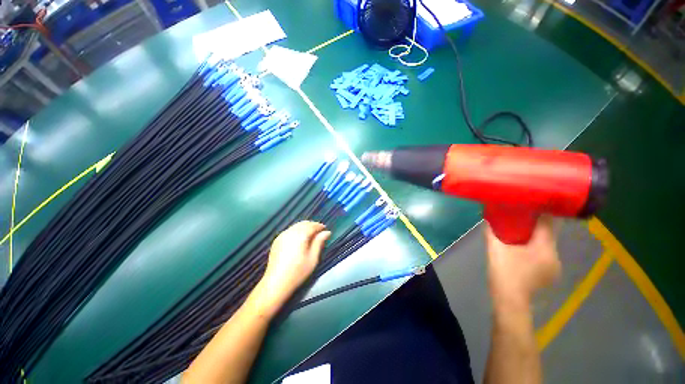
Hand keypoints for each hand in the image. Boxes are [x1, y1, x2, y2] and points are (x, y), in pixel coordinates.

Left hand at [250, 221, 330, 316]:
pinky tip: (300, 238)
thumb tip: (327, 232)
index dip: (319, 226)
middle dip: (312, 225)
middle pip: (303, 223)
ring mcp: (282, 235)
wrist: (276, 282)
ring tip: (310, 234)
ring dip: (304, 227)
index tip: (325, 229)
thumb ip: (319, 242)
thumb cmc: (298, 271)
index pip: (312, 226)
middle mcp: (290, 232)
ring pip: (296, 226)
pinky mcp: (277, 240)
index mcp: (300, 235)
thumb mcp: (313, 258)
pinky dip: (297, 230)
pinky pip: (290, 230)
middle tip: (319, 231)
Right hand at [484, 215, 560, 308]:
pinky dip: (536, 248)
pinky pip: (545, 254)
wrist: (510, 301)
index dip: (540, 211)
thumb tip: (487, 219)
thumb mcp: (495, 249)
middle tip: (519, 216)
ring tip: (520, 231)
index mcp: (545, 248)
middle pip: (548, 234)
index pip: (548, 223)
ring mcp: (554, 267)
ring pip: (546, 245)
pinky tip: (523, 249)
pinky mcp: (549, 274)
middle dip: (535, 224)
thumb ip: (491, 232)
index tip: (528, 203)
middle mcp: (555, 256)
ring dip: (535, 237)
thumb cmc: (504, 272)